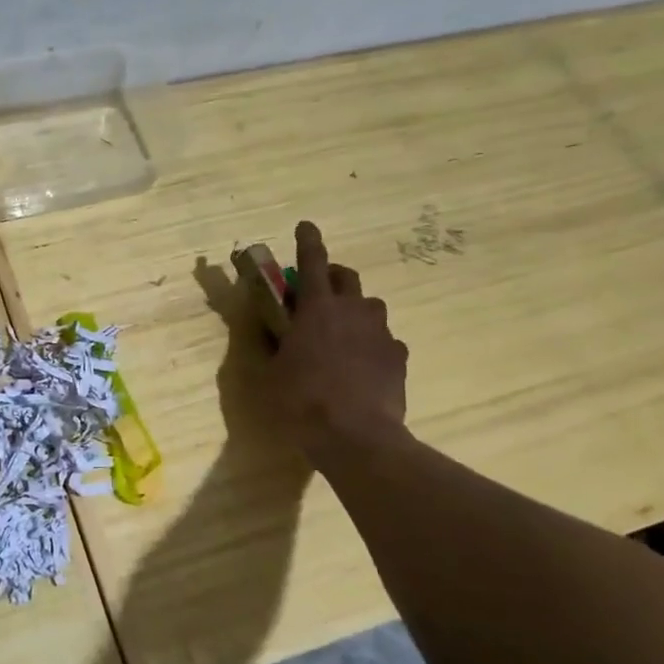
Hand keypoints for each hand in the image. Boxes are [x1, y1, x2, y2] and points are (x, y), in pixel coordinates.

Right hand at [270, 220, 409, 464]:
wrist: (356, 437)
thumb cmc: (300, 402)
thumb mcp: (266, 375)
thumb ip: (267, 345)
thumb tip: (264, 327)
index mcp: (316, 308)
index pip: (312, 262)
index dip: (307, 240)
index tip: (306, 225)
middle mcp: (353, 311)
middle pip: (346, 277)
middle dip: (331, 276)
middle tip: (317, 292)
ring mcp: (381, 333)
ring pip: (369, 307)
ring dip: (354, 310)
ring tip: (341, 334)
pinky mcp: (398, 357)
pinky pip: (384, 340)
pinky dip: (371, 344)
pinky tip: (361, 366)